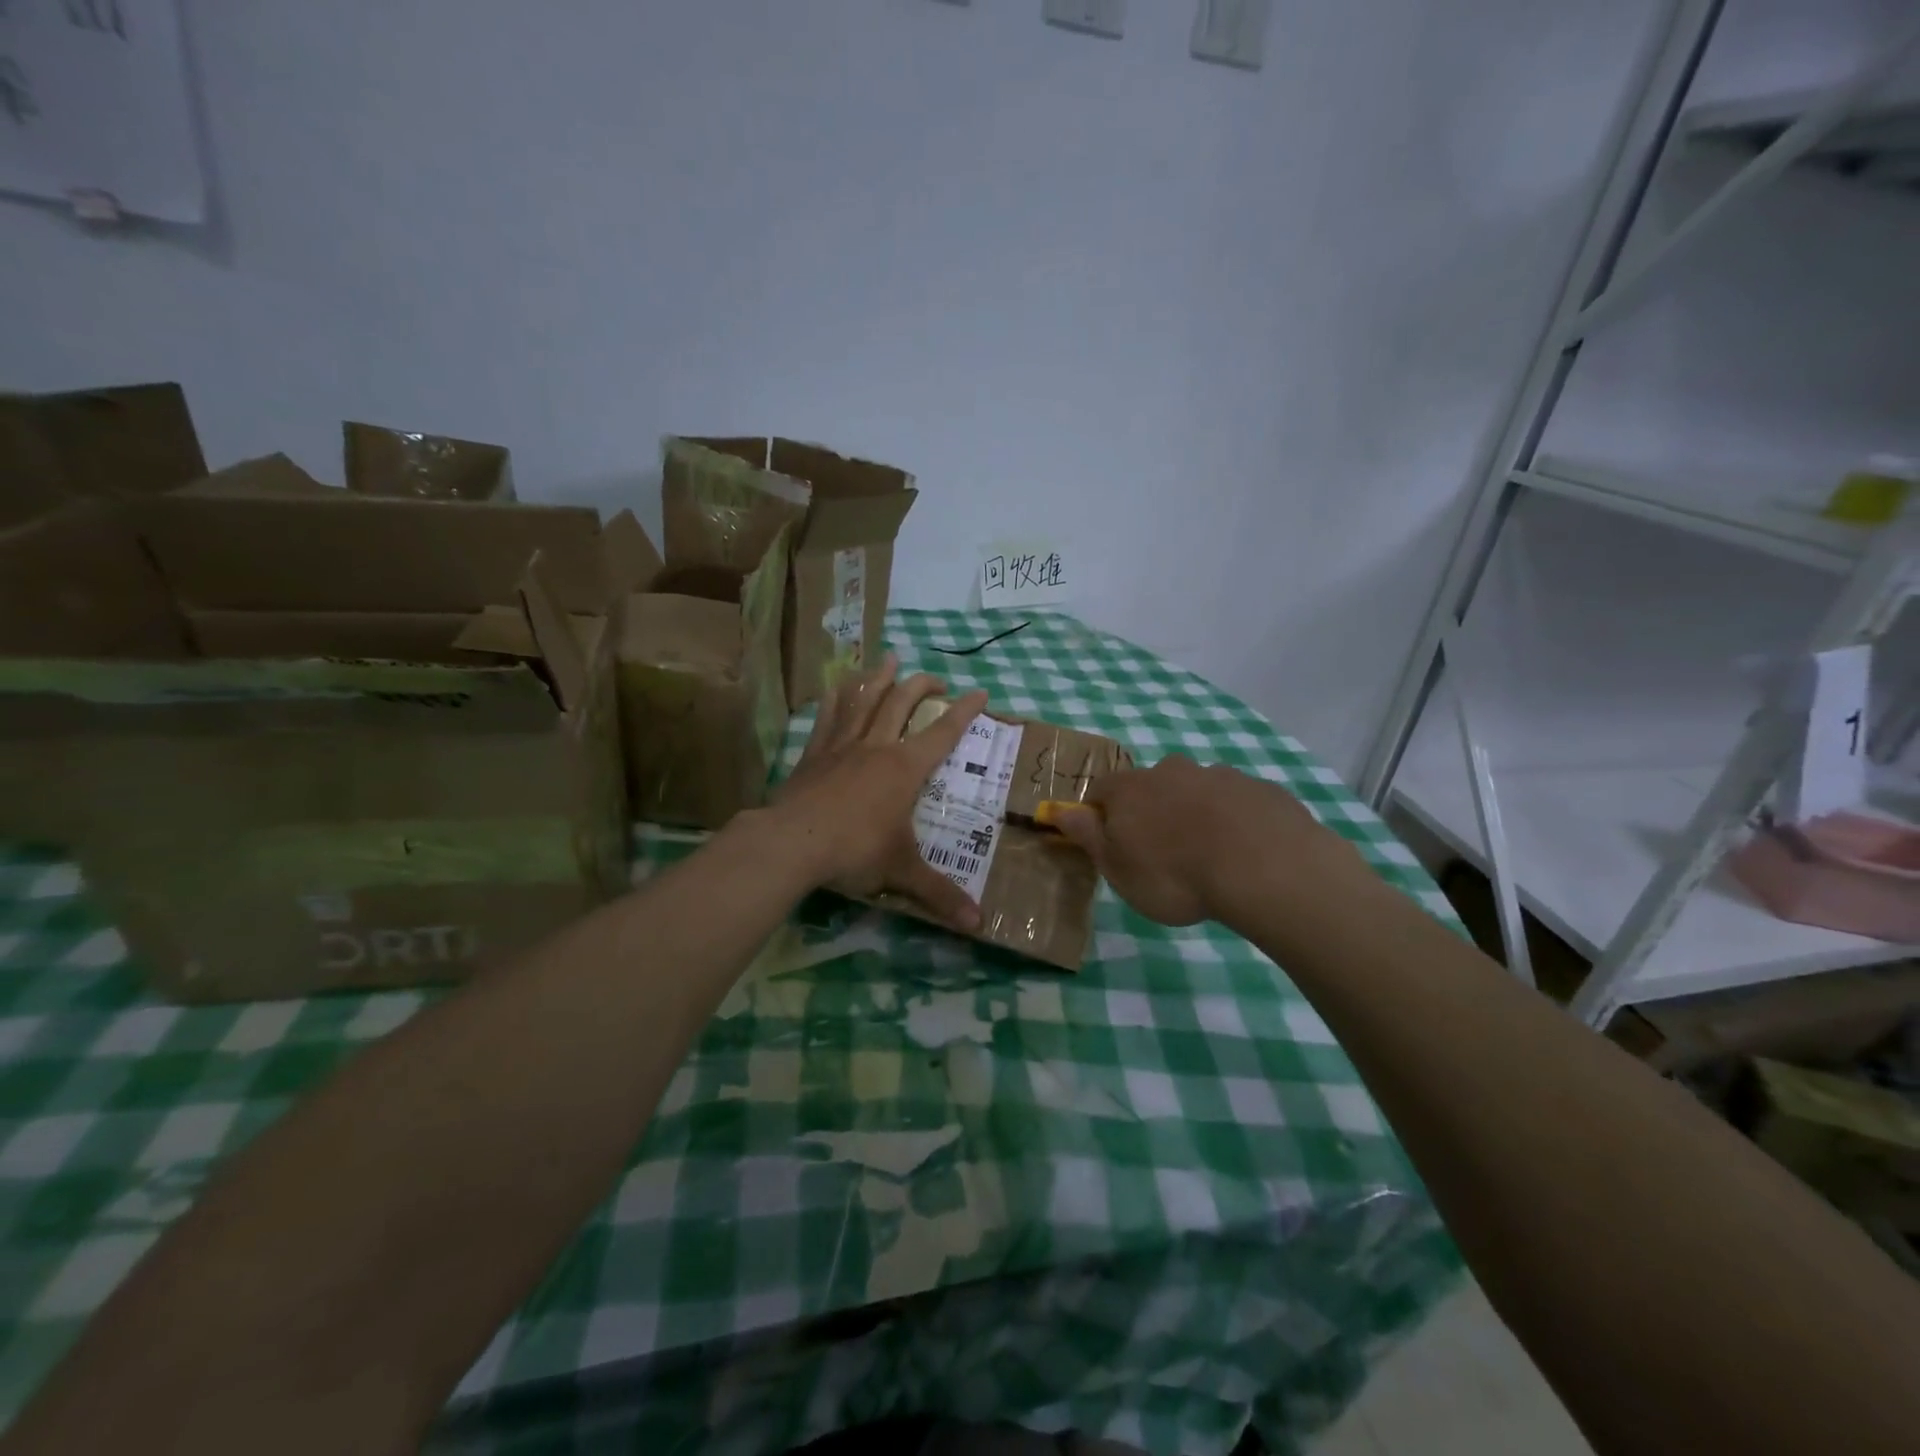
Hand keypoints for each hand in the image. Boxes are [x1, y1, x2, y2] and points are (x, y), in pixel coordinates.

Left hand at [770, 655, 990, 930]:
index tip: (981, 692)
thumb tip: (979, 925)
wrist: (793, 843)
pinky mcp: (814, 754)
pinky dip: (835, 698)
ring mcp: (842, 746)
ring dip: (879, 677)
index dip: (964, 712)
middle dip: (922, 685)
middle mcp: (877, 747)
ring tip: (889, 658)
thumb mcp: (902, 872)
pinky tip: (836, 684)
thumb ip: (940, 894)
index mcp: (905, 768)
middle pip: (902, 703)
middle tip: (935, 678)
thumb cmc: (855, 851)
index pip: (943, 733)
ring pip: (864, 699)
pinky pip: (827, 717)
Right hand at [1052, 755, 1366, 927]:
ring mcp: (1219, 775)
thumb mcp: (1117, 868)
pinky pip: (1237, 803)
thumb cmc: (1174, 875)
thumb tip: (1057, 810)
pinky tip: (1245, 853)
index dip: (1102, 815)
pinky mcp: (1260, 789)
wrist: (1263, 867)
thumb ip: (1087, 836)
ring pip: (1197, 790)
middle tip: (1164, 853)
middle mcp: (1171, 770)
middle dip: (1152, 810)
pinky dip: (1234, 820)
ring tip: (1209, 855)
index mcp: (1131, 788)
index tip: (1112, 844)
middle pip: (1152, 786)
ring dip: (1196, 813)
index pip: (1102, 791)